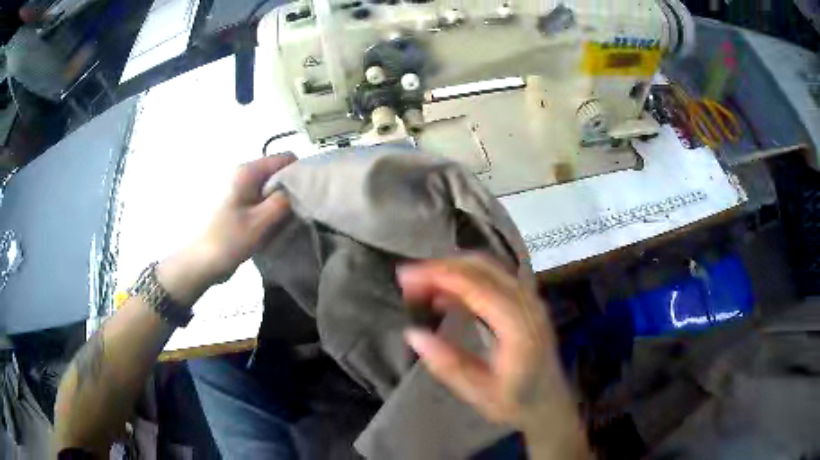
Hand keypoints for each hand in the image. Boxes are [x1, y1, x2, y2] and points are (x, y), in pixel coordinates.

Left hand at [157, 154, 295, 304]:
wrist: (200, 262)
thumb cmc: (228, 240)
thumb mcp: (261, 222)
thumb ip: (283, 201)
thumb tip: (299, 189)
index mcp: (247, 172)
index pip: (285, 158)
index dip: (300, 174)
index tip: (307, 196)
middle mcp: (243, 174)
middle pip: (278, 173)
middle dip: (290, 191)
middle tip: (296, 214)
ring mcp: (239, 189)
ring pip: (270, 188)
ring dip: (279, 204)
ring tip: (282, 224)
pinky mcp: (237, 204)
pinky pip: (261, 200)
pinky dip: (269, 211)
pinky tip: (269, 229)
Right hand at [398, 256, 585, 449]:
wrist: (551, 404)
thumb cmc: (517, 403)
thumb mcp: (479, 393)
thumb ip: (448, 365)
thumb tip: (413, 334)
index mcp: (518, 328)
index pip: (477, 286)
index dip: (439, 275)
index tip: (405, 276)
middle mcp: (528, 305)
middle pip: (483, 267)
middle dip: (441, 267)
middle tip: (408, 279)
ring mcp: (530, 301)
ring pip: (488, 268)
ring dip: (452, 270)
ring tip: (420, 285)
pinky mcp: (526, 303)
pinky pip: (494, 279)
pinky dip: (466, 280)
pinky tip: (444, 297)